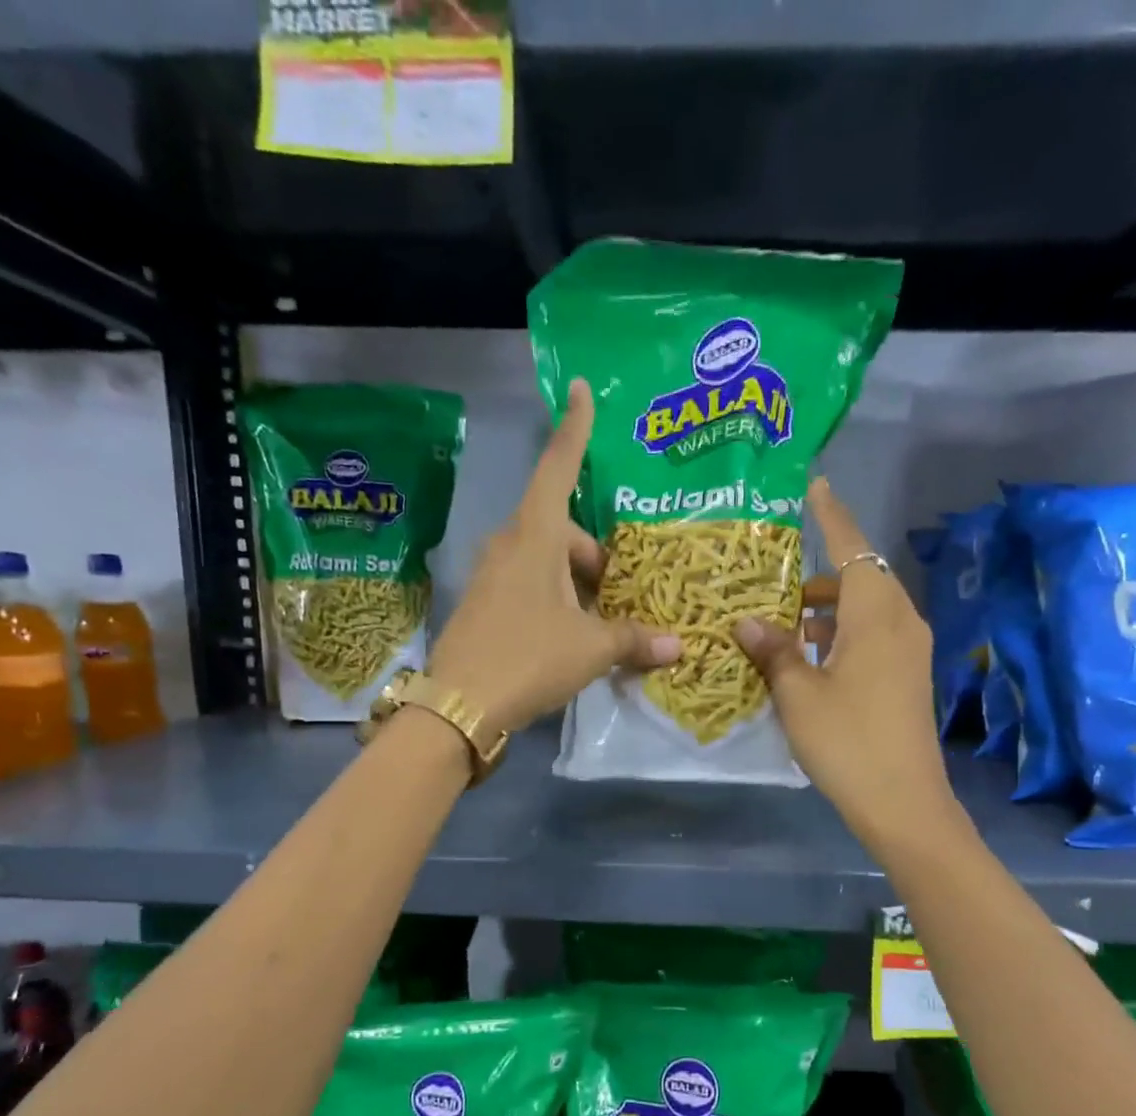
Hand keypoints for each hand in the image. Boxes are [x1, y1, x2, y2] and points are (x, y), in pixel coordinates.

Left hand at [429, 380, 681, 732]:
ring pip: (545, 562)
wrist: (458, 706)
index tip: (579, 389)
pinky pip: (528, 587)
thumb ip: (633, 640)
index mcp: (534, 537)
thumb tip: (677, 646)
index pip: (558, 469)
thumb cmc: (529, 658)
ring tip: (602, 621)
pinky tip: (570, 637)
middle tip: (620, 593)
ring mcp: (490, 576)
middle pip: (561, 530)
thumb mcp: (590, 648)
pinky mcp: (483, 605)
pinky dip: (554, 600)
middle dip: (593, 556)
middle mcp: (508, 546)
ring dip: (576, 583)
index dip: (575, 430)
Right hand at [733, 478, 961, 837]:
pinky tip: (806, 657)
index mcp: (876, 614)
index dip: (831, 516)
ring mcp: (908, 651)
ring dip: (825, 610)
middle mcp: (899, 621)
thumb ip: (773, 651)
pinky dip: (839, 634)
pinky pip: (871, 636)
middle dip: (817, 575)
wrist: (903, 802)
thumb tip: (746, 623)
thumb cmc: (847, 740)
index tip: (815, 486)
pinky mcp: (906, 677)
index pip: (852, 547)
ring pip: (863, 610)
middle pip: (858, 578)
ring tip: (780, 623)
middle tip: (771, 578)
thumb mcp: (797, 694)